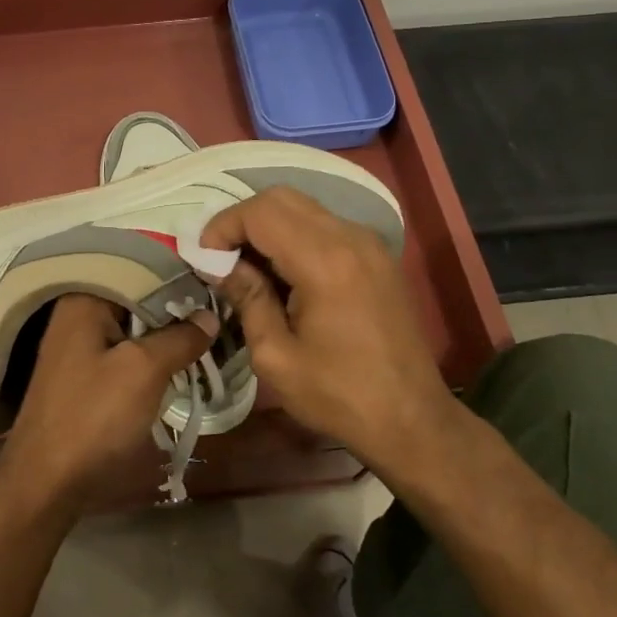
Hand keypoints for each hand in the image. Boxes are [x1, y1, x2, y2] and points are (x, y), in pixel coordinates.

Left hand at [0, 294, 215, 515]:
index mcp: (84, 299)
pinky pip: (123, 349)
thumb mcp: (144, 371)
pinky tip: (178, 360)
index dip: (179, 276)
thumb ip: (179, 337)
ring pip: (132, 326)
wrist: (46, 482)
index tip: (216, 284)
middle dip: (175, 306)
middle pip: (136, 297)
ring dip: (165, 333)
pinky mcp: (82, 374)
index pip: (140, 268)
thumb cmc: (93, 417)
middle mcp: (77, 313)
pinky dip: (149, 353)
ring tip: (208, 333)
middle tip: (219, 310)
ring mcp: (77, 345)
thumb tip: (209, 316)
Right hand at [201, 186, 461, 465]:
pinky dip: (295, 235)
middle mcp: (350, 238)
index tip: (204, 259)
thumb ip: (247, 298)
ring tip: (249, 268)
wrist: (412, 419)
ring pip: (304, 207)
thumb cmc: (338, 395)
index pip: (260, 212)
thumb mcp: (275, 356)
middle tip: (222, 260)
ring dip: (269, 227)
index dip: (223, 227)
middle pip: (282, 198)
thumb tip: (219, 264)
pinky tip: (284, 274)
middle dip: (243, 220)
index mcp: (324, 261)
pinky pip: (325, 225)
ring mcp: (369, 243)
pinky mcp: (377, 256)